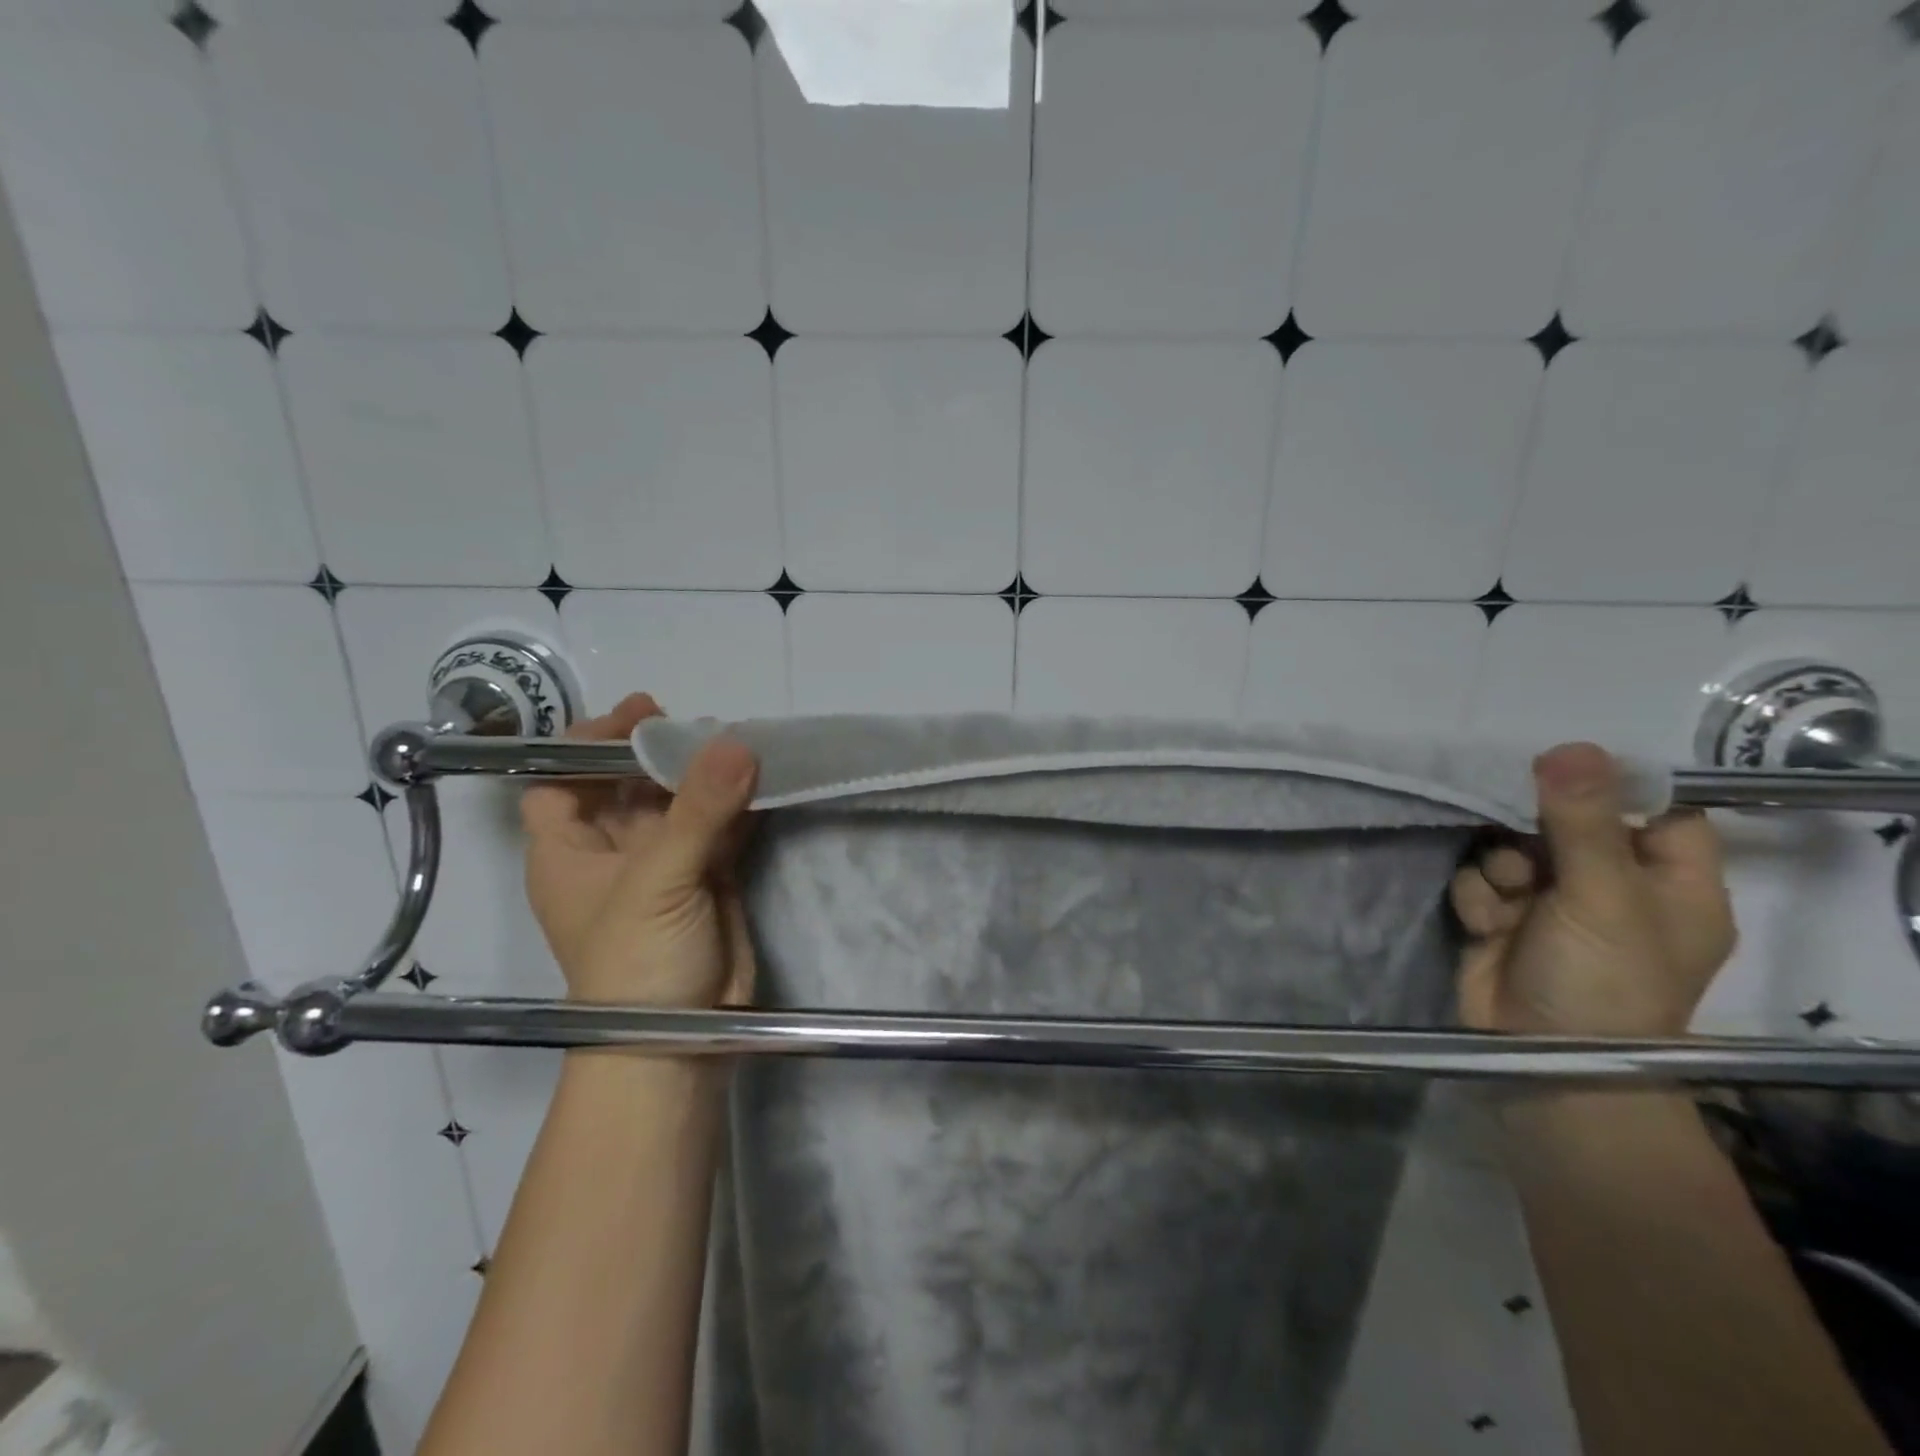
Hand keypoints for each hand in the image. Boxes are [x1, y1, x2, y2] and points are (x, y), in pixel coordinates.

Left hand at [522, 693, 758, 1007]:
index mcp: (569, 850)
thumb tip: (737, 742)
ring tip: (740, 741)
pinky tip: (764, 778)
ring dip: (706, 774)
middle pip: (628, 784)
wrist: (680, 1042)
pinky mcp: (709, 878)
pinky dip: (741, 804)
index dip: (588, 743)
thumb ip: (698, 811)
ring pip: (682, 803)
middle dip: (659, 751)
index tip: (639, 715)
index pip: (560, 779)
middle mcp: (613, 851)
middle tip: (701, 723)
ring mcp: (665, 865)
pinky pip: (722, 827)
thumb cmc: (636, 962)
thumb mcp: (657, 881)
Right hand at [1451, 742, 1735, 1037]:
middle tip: (1521, 839)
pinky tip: (1485, 922)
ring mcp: (1552, 904)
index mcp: (1670, 883)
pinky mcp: (1502, 919)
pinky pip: (1480, 880)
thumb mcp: (1603, 897)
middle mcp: (1612, 887)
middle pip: (1568, 822)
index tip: (1562, 769)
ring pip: (1512, 847)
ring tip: (1505, 898)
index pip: (1657, 810)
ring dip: (1499, 866)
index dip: (1613, 787)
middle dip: (1532, 828)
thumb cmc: (1601, 981)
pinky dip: (1478, 896)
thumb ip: (1584, 821)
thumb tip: (1571, 745)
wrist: (1541, 1059)